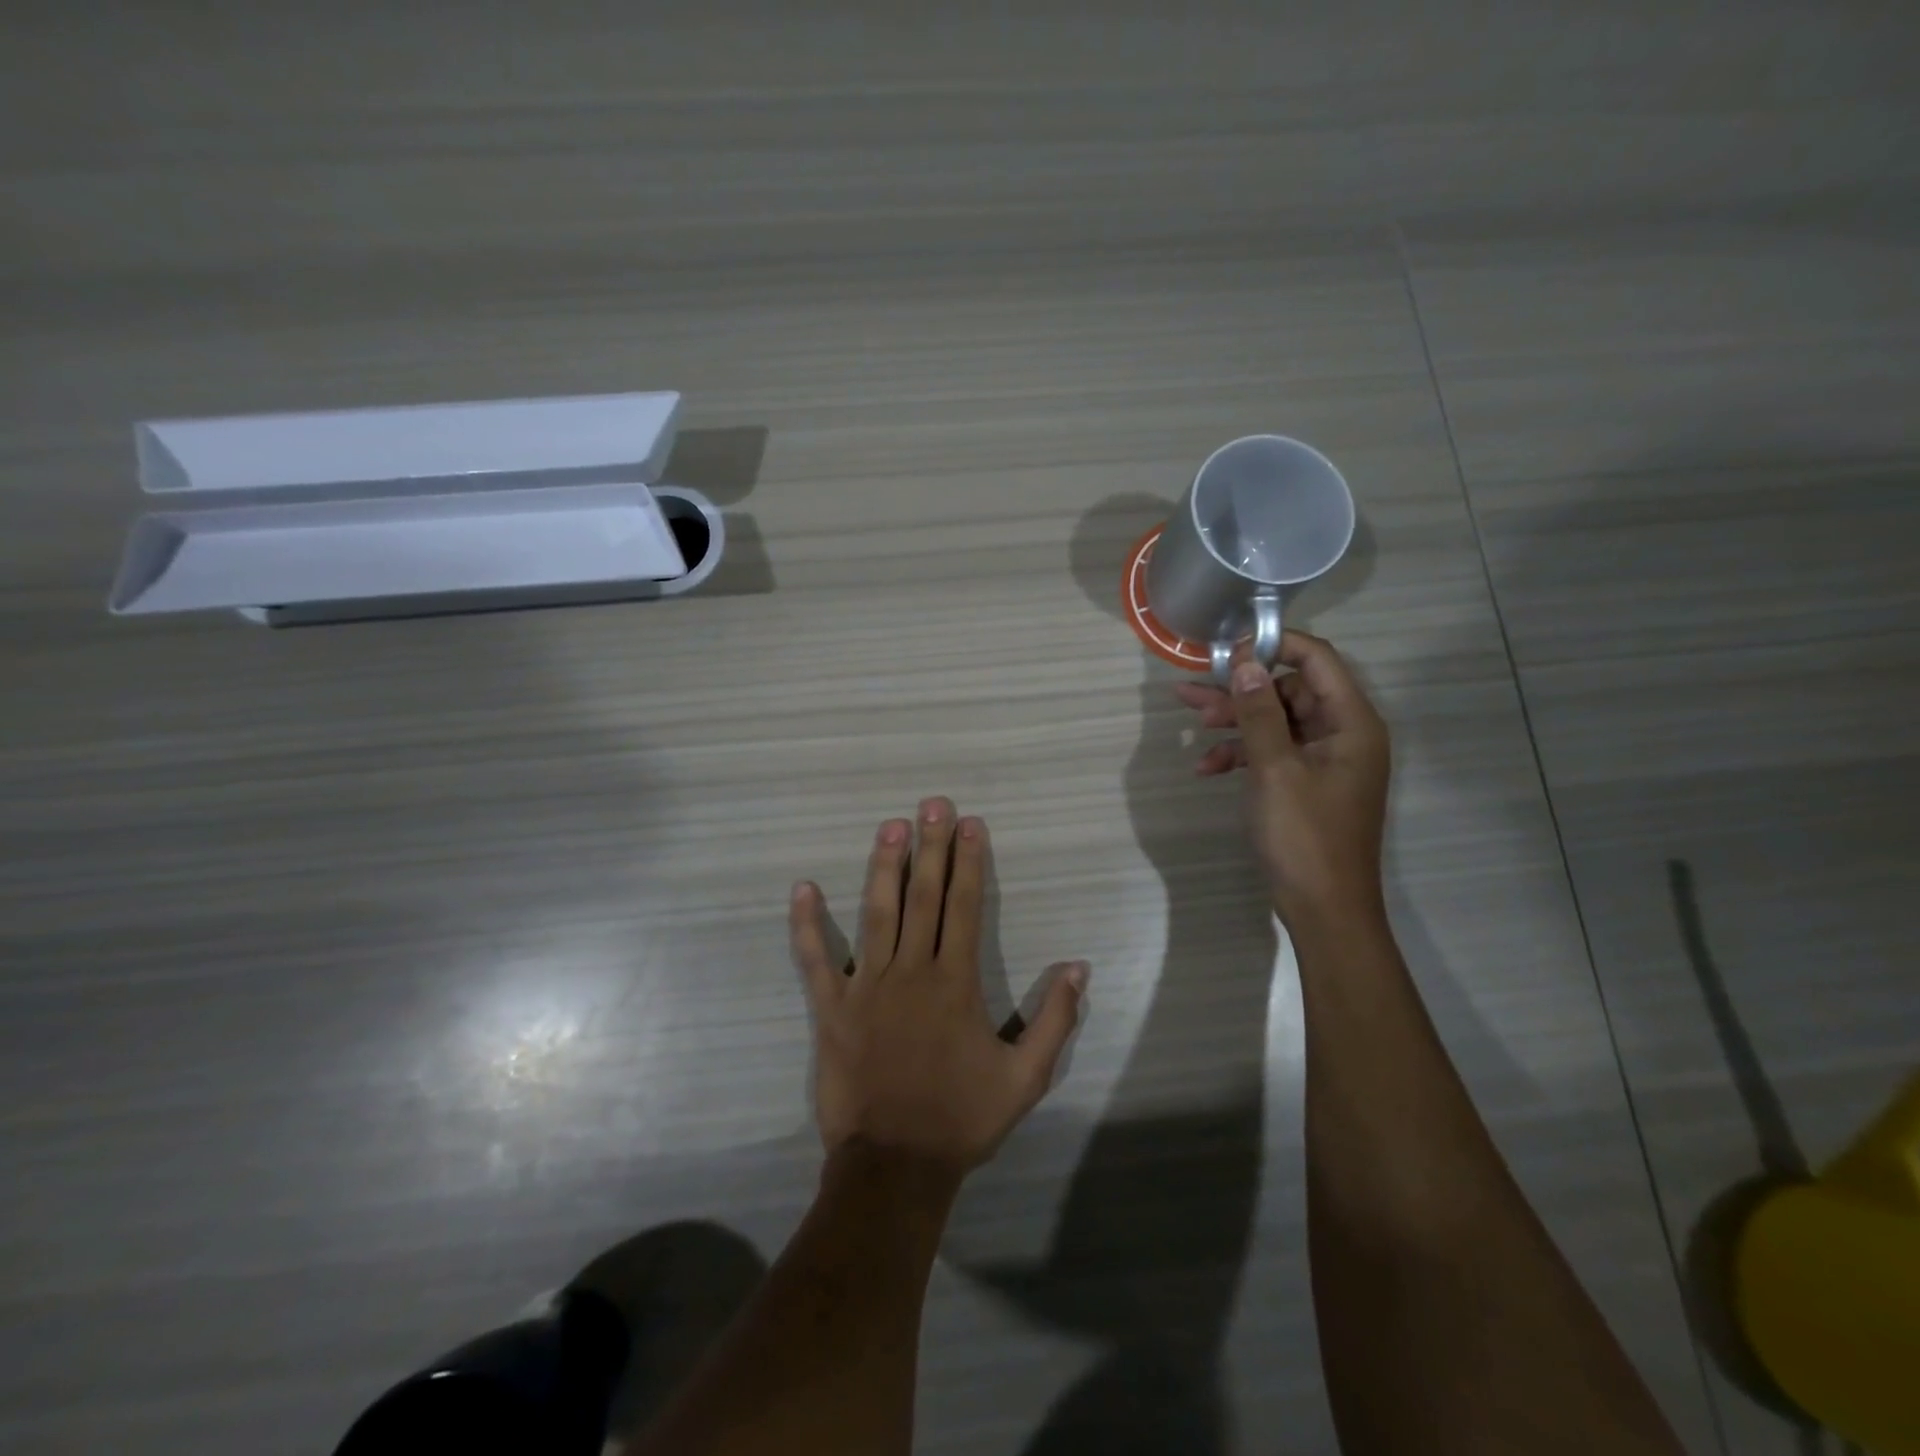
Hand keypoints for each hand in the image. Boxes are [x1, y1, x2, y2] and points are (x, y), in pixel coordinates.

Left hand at [788, 798, 1087, 1177]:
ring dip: (883, 867)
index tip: (970, 824)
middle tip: (932, 804)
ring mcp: (867, 986)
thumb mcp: (1025, 1078)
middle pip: (923, 897)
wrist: (895, 1166)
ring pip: (877, 914)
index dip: (968, 862)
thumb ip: (1054, 1019)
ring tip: (889, 826)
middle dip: (930, 846)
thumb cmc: (961, 1119)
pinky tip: (802, 888)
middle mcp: (912, 972)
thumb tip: (1078, 967)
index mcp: (956, 983)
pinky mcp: (831, 1008)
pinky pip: (816, 960)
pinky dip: (807, 925)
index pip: (964, 907)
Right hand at [1176, 630, 1390, 925]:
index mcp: (1351, 722)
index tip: (1227, 648)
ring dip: (1234, 722)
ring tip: (1190, 720)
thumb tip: (1245, 662)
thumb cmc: (1305, 837)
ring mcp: (1324, 759)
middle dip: (1240, 691)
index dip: (1273, 646)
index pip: (1317, 659)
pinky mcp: (1305, 781)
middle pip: (1289, 690)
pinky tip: (1206, 768)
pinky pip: (1271, 752)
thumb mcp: (1275, 770)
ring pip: (1274, 721)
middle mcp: (1342, 733)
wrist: (1323, 909)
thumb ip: (1259, 713)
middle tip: (1192, 691)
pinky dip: (1240, 755)